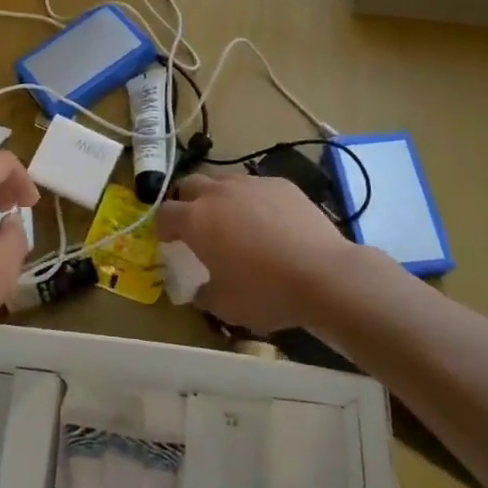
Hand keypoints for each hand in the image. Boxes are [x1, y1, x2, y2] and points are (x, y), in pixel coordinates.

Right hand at [155, 171, 397, 332]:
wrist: (324, 275)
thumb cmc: (266, 292)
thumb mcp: (224, 306)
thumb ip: (202, 293)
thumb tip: (198, 289)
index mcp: (196, 220)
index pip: (164, 213)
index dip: (162, 227)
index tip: (169, 241)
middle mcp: (218, 193)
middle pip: (190, 185)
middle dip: (187, 202)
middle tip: (197, 225)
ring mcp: (251, 184)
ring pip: (224, 181)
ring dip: (219, 197)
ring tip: (234, 221)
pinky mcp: (281, 184)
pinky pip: (257, 187)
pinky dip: (254, 200)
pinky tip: (270, 222)